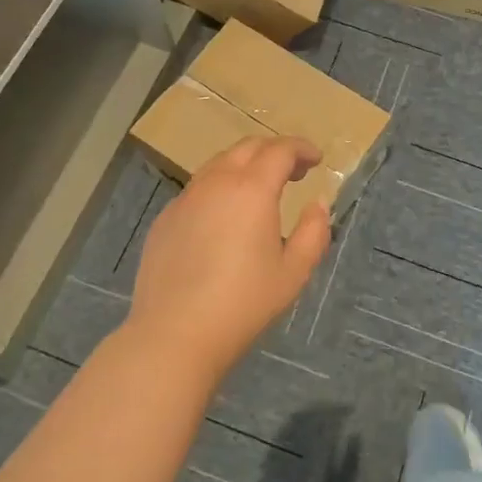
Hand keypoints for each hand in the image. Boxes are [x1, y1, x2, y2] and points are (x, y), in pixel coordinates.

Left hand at [125, 137, 331, 387]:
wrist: (174, 334)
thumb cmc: (243, 303)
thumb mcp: (293, 272)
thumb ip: (313, 232)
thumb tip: (317, 205)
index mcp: (252, 189)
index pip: (280, 150)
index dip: (302, 148)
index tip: (316, 159)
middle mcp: (216, 183)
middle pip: (248, 148)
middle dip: (274, 151)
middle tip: (294, 171)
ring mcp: (186, 199)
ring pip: (219, 164)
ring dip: (245, 166)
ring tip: (260, 190)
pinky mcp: (165, 218)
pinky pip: (198, 189)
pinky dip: (220, 188)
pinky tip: (224, 218)